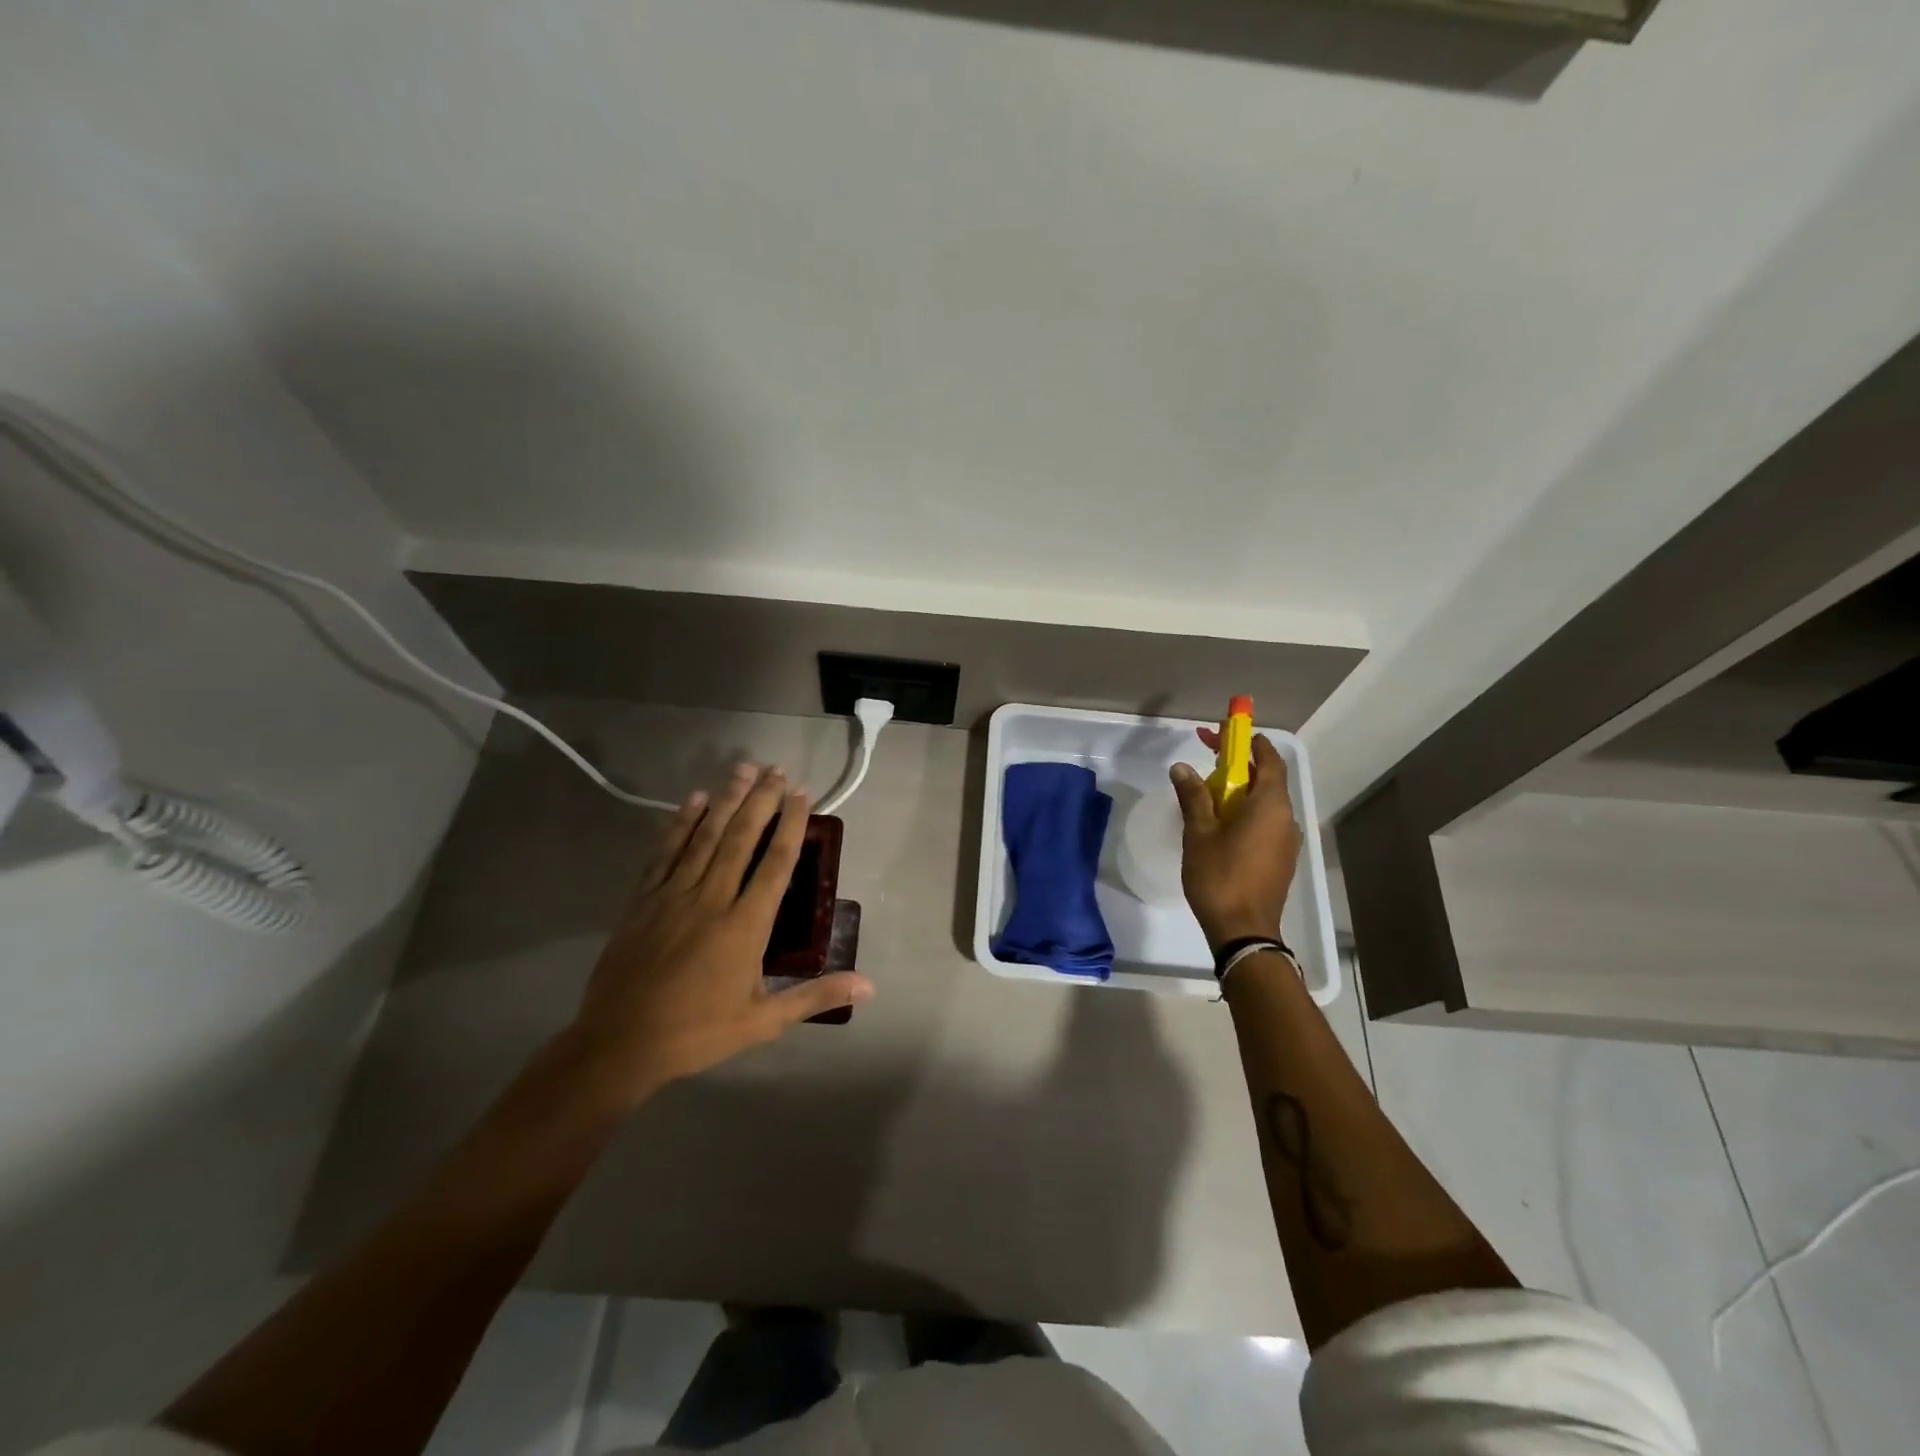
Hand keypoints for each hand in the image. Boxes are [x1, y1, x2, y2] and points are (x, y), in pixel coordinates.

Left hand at [563, 764, 873, 1107]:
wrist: (619, 1045)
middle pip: (741, 838)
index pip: (775, 863)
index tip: (801, 795)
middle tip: (776, 769)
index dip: (790, 825)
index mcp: (745, 926)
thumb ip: (815, 996)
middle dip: (761, 800)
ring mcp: (673, 895)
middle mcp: (712, 899)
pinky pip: (665, 852)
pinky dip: (680, 823)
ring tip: (743, 769)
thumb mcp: (763, 1022)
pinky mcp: (643, 900)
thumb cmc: (697, 1033)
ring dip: (726, 800)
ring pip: (705, 837)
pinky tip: (693, 800)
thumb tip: (868, 985)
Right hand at [1170, 733, 1303, 950]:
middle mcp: (1286, 818)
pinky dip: (1245, 811)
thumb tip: (1182, 767)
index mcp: (1270, 805)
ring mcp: (1286, 841)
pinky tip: (1220, 822)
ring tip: (1207, 791)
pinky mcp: (1280, 859)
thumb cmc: (1220, 877)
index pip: (1269, 759)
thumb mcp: (1199, 833)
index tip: (1226, 732)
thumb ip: (1194, 796)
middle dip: (1238, 764)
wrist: (1244, 932)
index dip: (1248, 742)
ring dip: (1240, 790)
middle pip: (1266, 779)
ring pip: (1265, 803)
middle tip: (1208, 755)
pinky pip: (1265, 822)